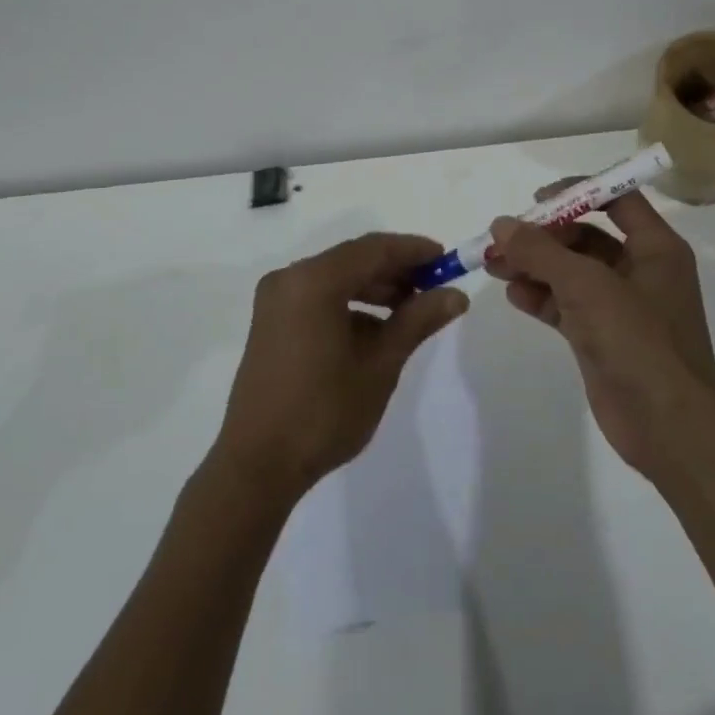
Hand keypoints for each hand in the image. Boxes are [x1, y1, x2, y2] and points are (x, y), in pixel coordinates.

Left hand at [212, 233, 467, 502]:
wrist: (258, 465)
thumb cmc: (324, 412)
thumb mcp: (380, 364)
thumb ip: (418, 320)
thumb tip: (456, 295)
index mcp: (313, 281)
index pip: (373, 249)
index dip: (414, 251)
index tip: (447, 260)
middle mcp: (290, 279)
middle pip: (353, 260)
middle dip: (396, 270)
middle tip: (435, 287)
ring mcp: (276, 300)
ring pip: (337, 278)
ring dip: (375, 288)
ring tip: (412, 310)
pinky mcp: (271, 321)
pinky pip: (319, 297)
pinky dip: (350, 304)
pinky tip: (377, 330)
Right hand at [485, 187, 714, 478]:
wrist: (668, 426)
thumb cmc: (638, 340)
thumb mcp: (587, 285)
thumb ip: (541, 251)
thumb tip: (502, 224)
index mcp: (655, 248)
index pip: (617, 200)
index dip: (578, 193)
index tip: (538, 200)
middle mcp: (641, 270)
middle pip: (587, 236)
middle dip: (544, 236)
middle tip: (504, 239)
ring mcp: (620, 306)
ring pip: (571, 272)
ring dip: (534, 265)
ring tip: (494, 264)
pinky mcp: (602, 337)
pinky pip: (566, 305)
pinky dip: (541, 297)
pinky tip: (513, 294)